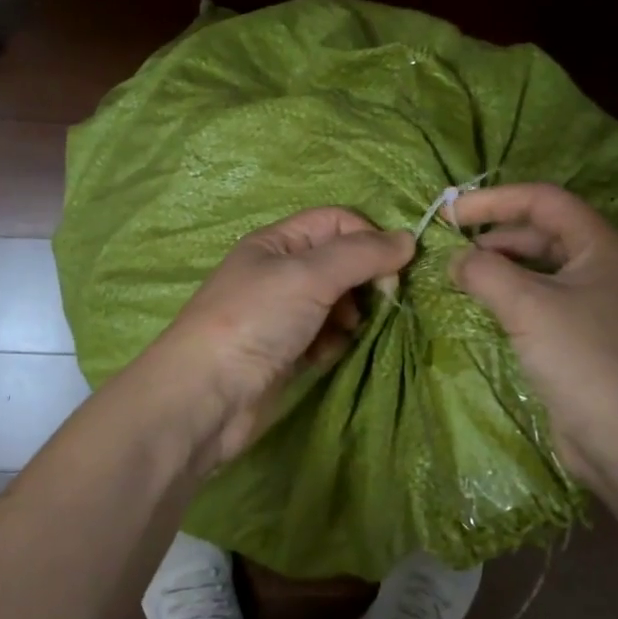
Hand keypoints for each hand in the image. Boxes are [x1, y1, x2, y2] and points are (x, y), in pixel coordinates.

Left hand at [143, 207, 415, 466]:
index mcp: (277, 242)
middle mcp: (281, 273)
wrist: (207, 396)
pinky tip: (324, 357)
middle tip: (378, 302)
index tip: (392, 270)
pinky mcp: (289, 352)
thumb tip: (410, 239)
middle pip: (341, 262)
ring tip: (343, 333)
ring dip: (351, 316)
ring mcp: (284, 314)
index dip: (368, 238)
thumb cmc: (255, 320)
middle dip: (364, 281)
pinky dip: (333, 344)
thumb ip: (361, 254)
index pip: (337, 222)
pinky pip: (327, 337)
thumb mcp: (309, 275)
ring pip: (339, 302)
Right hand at [447, 182, 617, 491]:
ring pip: (541, 268)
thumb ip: (485, 272)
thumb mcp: (528, 307)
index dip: (494, 200)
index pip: (544, 201)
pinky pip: (543, 300)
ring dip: (501, 266)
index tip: (451, 213)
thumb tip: (456, 260)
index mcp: (602, 246)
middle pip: (543, 232)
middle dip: (495, 234)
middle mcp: (603, 267)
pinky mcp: (585, 336)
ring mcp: (596, 303)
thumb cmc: (584, 360)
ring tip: (461, 275)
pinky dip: (512, 295)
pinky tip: (485, 304)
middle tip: (450, 246)